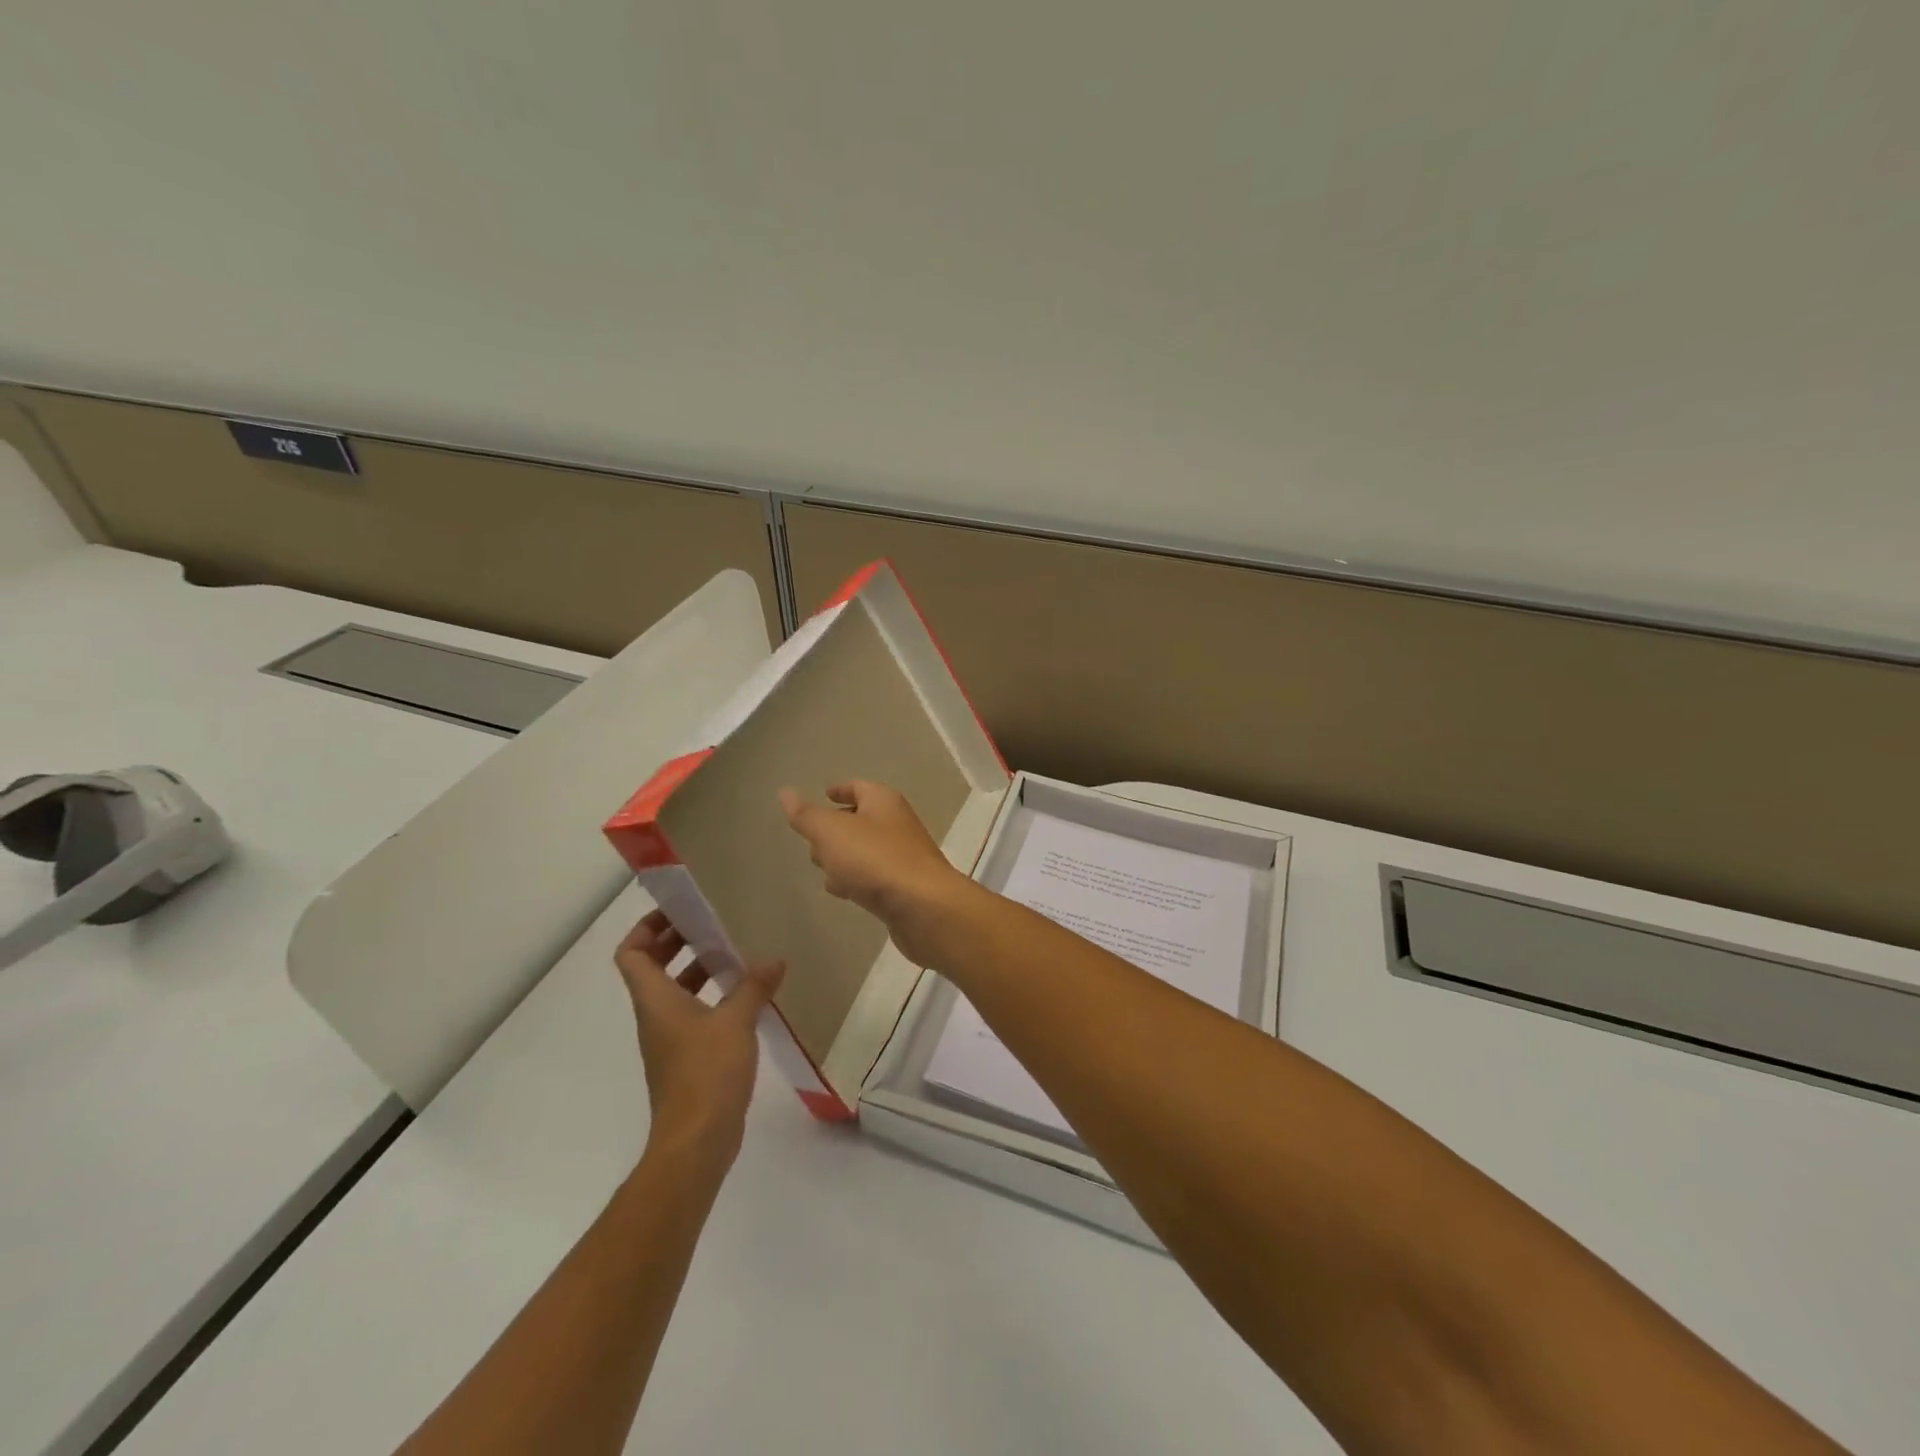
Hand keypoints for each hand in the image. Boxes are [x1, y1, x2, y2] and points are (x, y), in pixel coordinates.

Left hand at [615, 910, 784, 1170]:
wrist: (696, 1142)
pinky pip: (693, 1014)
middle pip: (652, 968)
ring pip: (675, 991)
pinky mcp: (687, 1059)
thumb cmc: (706, 1073)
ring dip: (698, 970)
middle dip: (677, 942)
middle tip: (711, 925)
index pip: (632, 953)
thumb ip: (754, 987)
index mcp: (655, 1000)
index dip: (647, 927)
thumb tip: (774, 960)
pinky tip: (745, 997)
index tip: (679, 912)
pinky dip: (712, 997)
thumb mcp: (736, 1022)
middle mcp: (656, 1015)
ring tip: (734, 955)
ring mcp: (670, 1039)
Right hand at [778, 780, 972, 965]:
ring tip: (819, 867)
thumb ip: (807, 815)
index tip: (824, 794)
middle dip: (836, 827)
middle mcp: (896, 825)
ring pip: (866, 851)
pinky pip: (873, 877)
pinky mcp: (903, 888)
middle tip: (812, 839)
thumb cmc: (875, 860)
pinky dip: (855, 879)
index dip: (840, 789)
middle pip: (862, 819)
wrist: (923, 908)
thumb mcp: (831, 833)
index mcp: (883, 802)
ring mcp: (902, 857)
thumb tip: (786, 792)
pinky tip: (841, 891)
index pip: (859, 787)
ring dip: (844, 857)